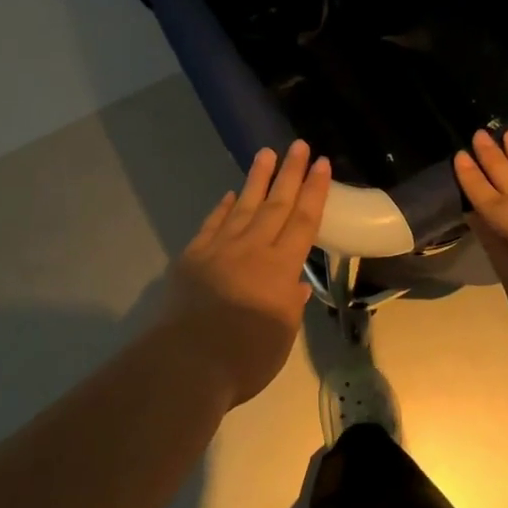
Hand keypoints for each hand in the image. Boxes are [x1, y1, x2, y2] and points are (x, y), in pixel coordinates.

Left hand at [159, 141, 330, 407]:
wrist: (186, 362)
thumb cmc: (244, 357)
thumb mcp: (281, 337)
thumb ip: (289, 306)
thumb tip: (295, 284)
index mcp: (280, 268)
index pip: (304, 221)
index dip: (314, 191)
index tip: (321, 164)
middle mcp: (253, 249)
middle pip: (276, 204)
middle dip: (290, 173)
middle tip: (298, 145)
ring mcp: (220, 248)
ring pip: (243, 205)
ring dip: (257, 179)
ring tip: (266, 153)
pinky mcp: (193, 256)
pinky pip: (212, 224)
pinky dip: (222, 208)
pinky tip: (229, 195)